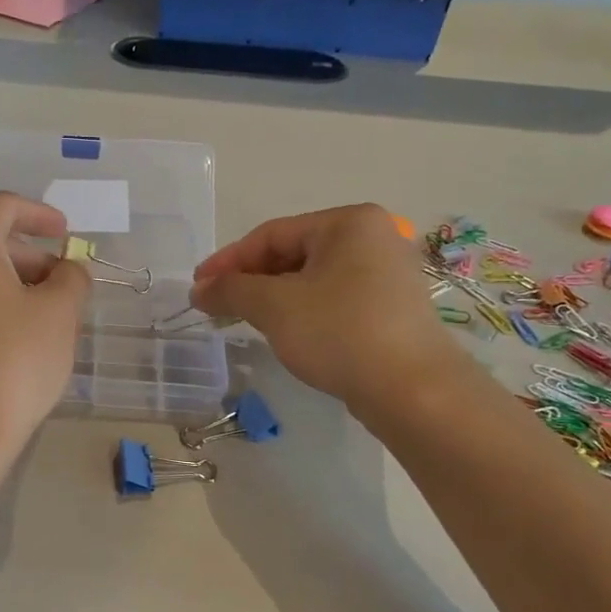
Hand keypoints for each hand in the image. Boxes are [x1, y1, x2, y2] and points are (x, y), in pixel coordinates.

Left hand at [0, 192, 89, 462]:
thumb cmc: (12, 362)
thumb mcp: (59, 314)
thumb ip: (71, 278)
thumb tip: (68, 270)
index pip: (4, 207)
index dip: (41, 215)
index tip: (67, 233)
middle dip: (29, 256)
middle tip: (64, 285)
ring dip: (10, 282)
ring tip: (45, 315)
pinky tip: (14, 336)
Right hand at [191, 204, 464, 411]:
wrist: (413, 389)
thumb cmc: (339, 333)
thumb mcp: (274, 307)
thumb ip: (231, 290)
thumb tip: (199, 288)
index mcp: (348, 222)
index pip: (272, 234)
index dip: (228, 261)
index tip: (198, 287)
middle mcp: (374, 237)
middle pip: (293, 253)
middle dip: (251, 280)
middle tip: (218, 306)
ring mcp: (388, 273)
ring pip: (313, 278)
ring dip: (273, 297)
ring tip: (245, 320)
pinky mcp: (393, 307)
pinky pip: (334, 298)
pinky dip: (303, 310)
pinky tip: (287, 332)